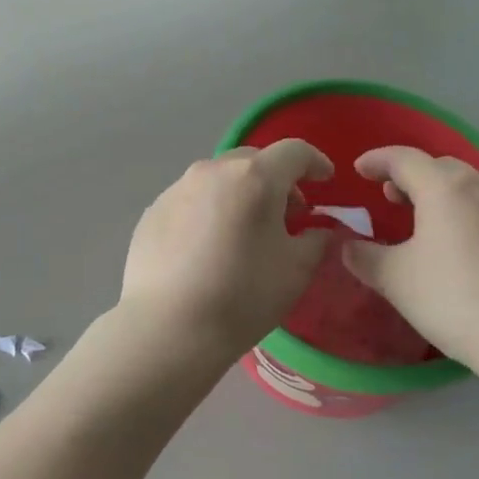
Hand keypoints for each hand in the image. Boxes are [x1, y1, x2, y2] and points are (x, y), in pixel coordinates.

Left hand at [116, 141, 334, 364]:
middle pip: (253, 161)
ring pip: (219, 180)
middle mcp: (212, 170)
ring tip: (245, 234)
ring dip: (240, 196)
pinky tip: (208, 250)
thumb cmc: (242, 295)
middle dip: (277, 181)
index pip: (294, 152)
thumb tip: (318, 230)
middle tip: (288, 215)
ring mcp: (177, 189)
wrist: (167, 327)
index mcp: (254, 177)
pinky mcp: (153, 211)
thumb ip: (316, 240)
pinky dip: (209, 213)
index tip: (325, 181)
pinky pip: (192, 201)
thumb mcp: (296, 270)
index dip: (316, 162)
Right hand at [340, 147, 478, 390]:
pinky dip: (471, 219)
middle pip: (442, 168)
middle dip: (412, 177)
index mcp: (446, 189)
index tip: (359, 170)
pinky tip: (468, 253)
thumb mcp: (396, 281)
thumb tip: (348, 246)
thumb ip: (364, 257)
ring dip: (444, 197)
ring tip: (428, 225)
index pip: (404, 159)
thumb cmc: (457, 301)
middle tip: (391, 198)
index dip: (377, 160)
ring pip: (473, 190)